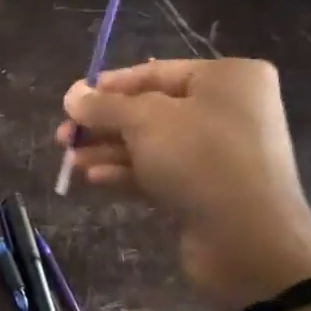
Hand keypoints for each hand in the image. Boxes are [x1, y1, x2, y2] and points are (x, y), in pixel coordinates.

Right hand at [59, 58, 310, 310]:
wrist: (247, 238)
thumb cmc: (200, 160)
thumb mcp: (145, 122)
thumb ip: (105, 106)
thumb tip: (72, 95)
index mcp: (226, 78)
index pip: (155, 73)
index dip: (108, 87)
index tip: (69, 103)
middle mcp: (227, 110)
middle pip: (150, 111)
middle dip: (104, 125)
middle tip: (63, 139)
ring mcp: (218, 153)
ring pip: (151, 145)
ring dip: (108, 152)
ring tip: (71, 163)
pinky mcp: (206, 190)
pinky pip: (160, 172)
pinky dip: (127, 173)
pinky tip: (94, 179)